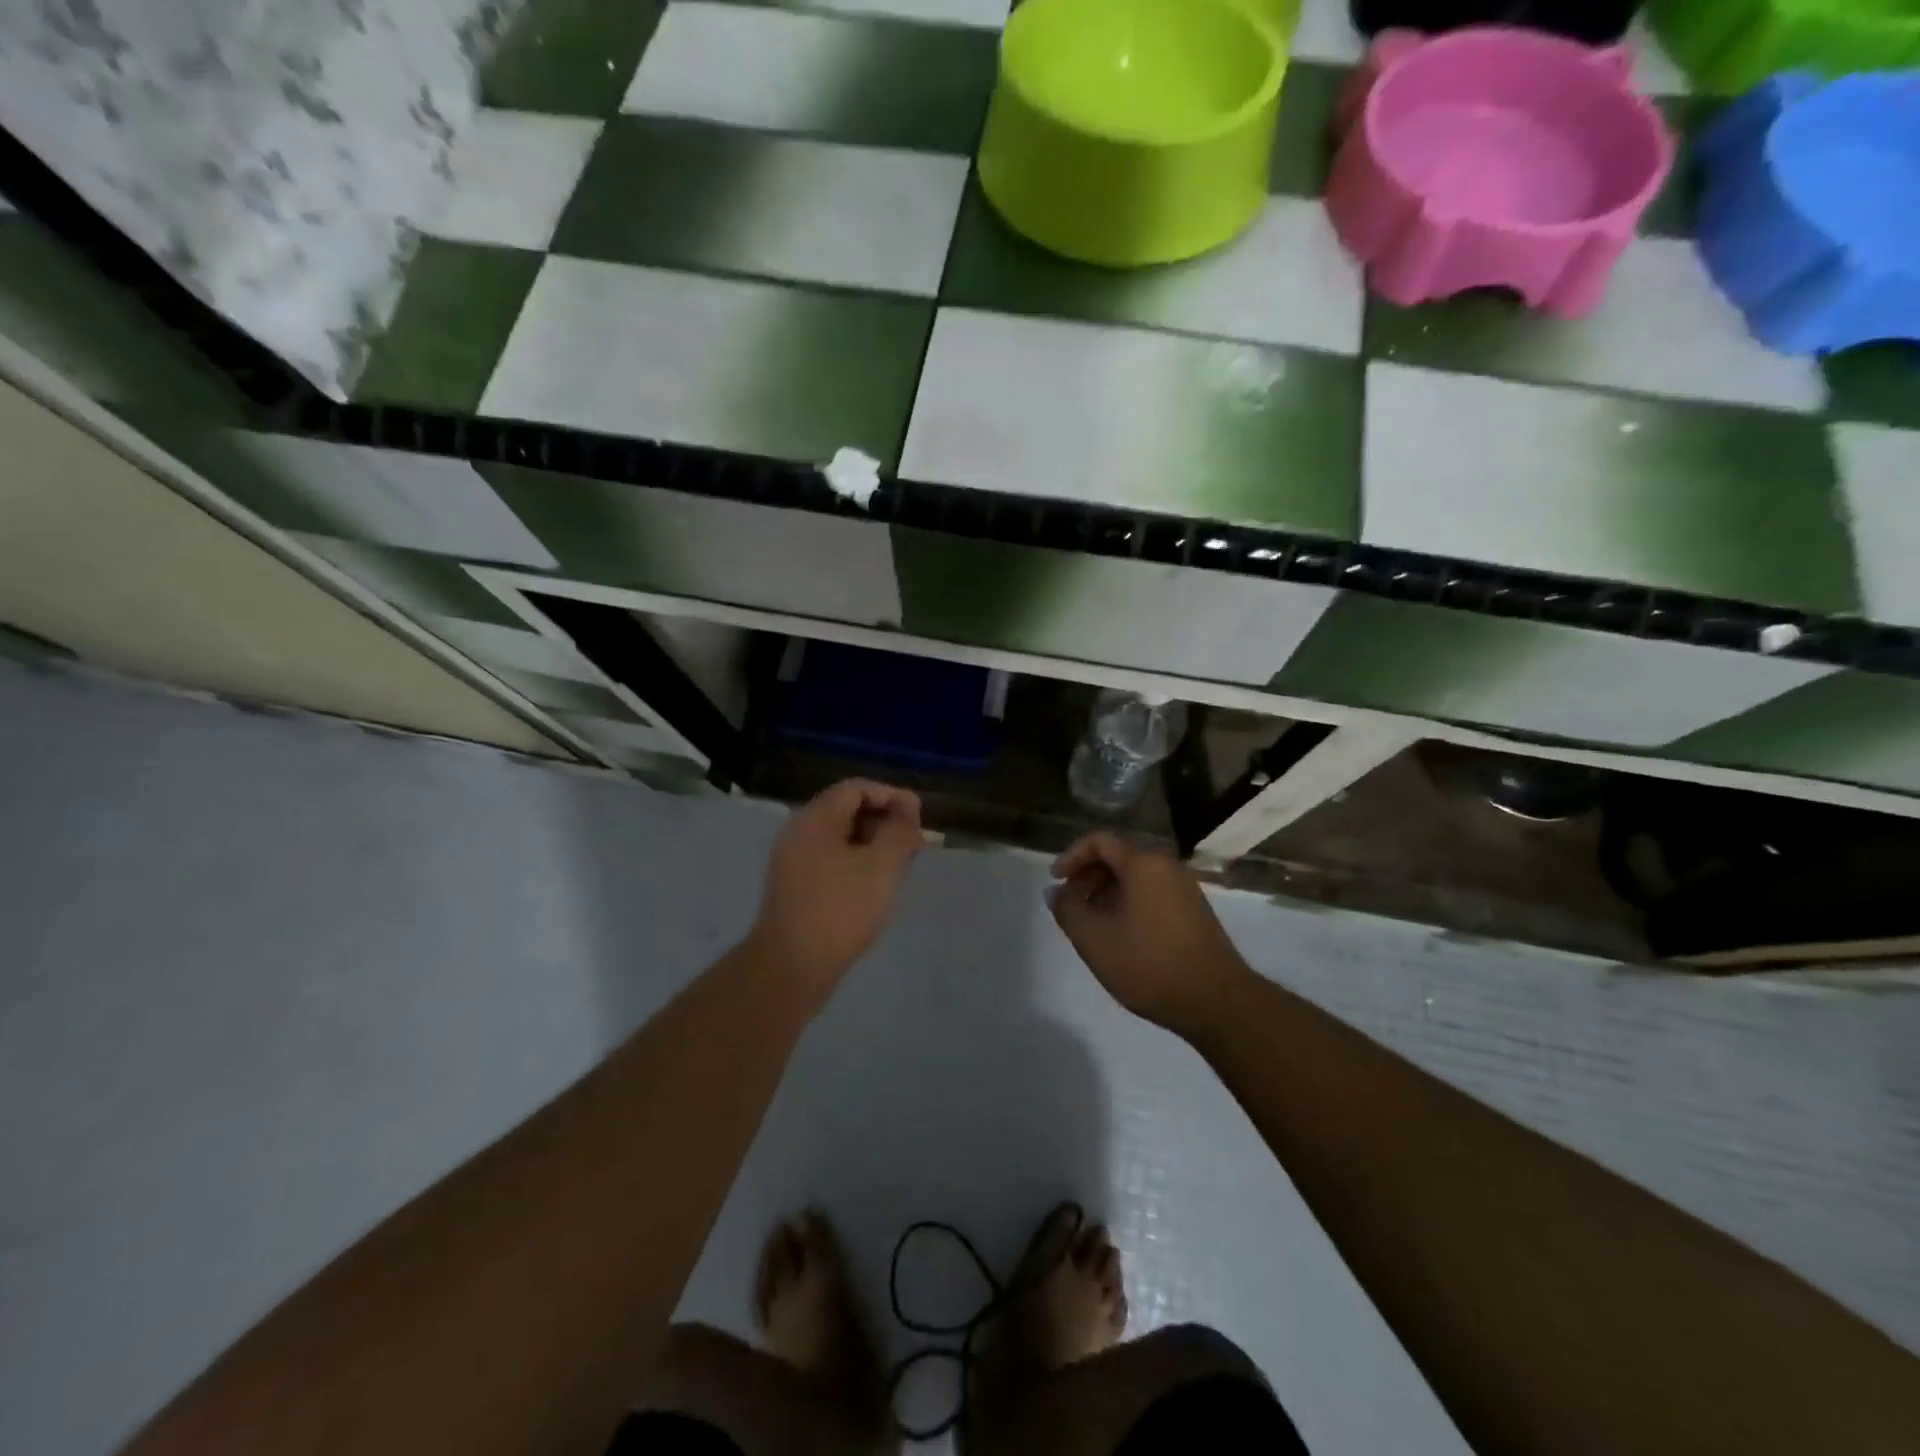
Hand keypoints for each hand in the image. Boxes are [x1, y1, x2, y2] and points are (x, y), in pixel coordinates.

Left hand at [746, 779, 923, 1007]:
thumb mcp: (882, 865)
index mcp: (815, 818)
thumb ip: (899, 829)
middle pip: (846, 811)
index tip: (917, 820)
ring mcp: (791, 861)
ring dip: (872, 846)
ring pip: (839, 839)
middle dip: (884, 823)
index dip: (891, 797)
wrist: (790, 968)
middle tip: (912, 847)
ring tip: (899, 869)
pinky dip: (855, 865)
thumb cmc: (841, 909)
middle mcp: (798, 832)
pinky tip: (873, 889)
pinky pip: (829, 861)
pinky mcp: (793, 888)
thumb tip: (908, 803)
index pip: (856, 788)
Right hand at [1049, 832, 1251, 1036]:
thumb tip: (1056, 892)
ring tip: (1091, 924)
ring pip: (1135, 876)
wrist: (1218, 1001)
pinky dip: (1128, 902)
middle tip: (1070, 905)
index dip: (1071, 857)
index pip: (1099, 841)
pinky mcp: (1194, 910)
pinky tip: (1120, 935)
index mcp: (1143, 864)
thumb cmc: (1150, 965)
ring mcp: (1184, 888)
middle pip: (1117, 856)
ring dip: (1106, 892)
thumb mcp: (1095, 940)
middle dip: (1087, 876)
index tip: (1055, 883)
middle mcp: (1166, 866)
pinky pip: (1151, 892)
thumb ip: (1068, 910)